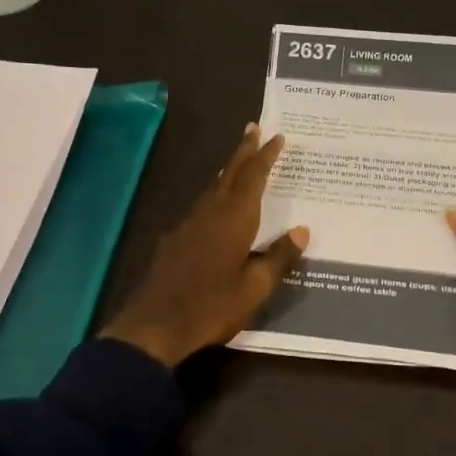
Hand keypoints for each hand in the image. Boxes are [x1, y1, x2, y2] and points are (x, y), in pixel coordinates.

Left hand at [101, 125, 308, 368]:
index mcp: (233, 220)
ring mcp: (187, 225)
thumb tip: (302, 231)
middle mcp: (210, 214)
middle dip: (243, 151)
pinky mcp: (174, 241)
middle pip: (229, 174)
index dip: (265, 156)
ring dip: (228, 171)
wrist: (153, 327)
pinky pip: (201, 206)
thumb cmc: (211, 307)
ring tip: (239, 162)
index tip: (276, 136)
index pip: (253, 178)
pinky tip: (216, 205)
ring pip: (212, 188)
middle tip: (253, 128)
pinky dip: (214, 194)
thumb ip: (278, 257)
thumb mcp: (254, 288)